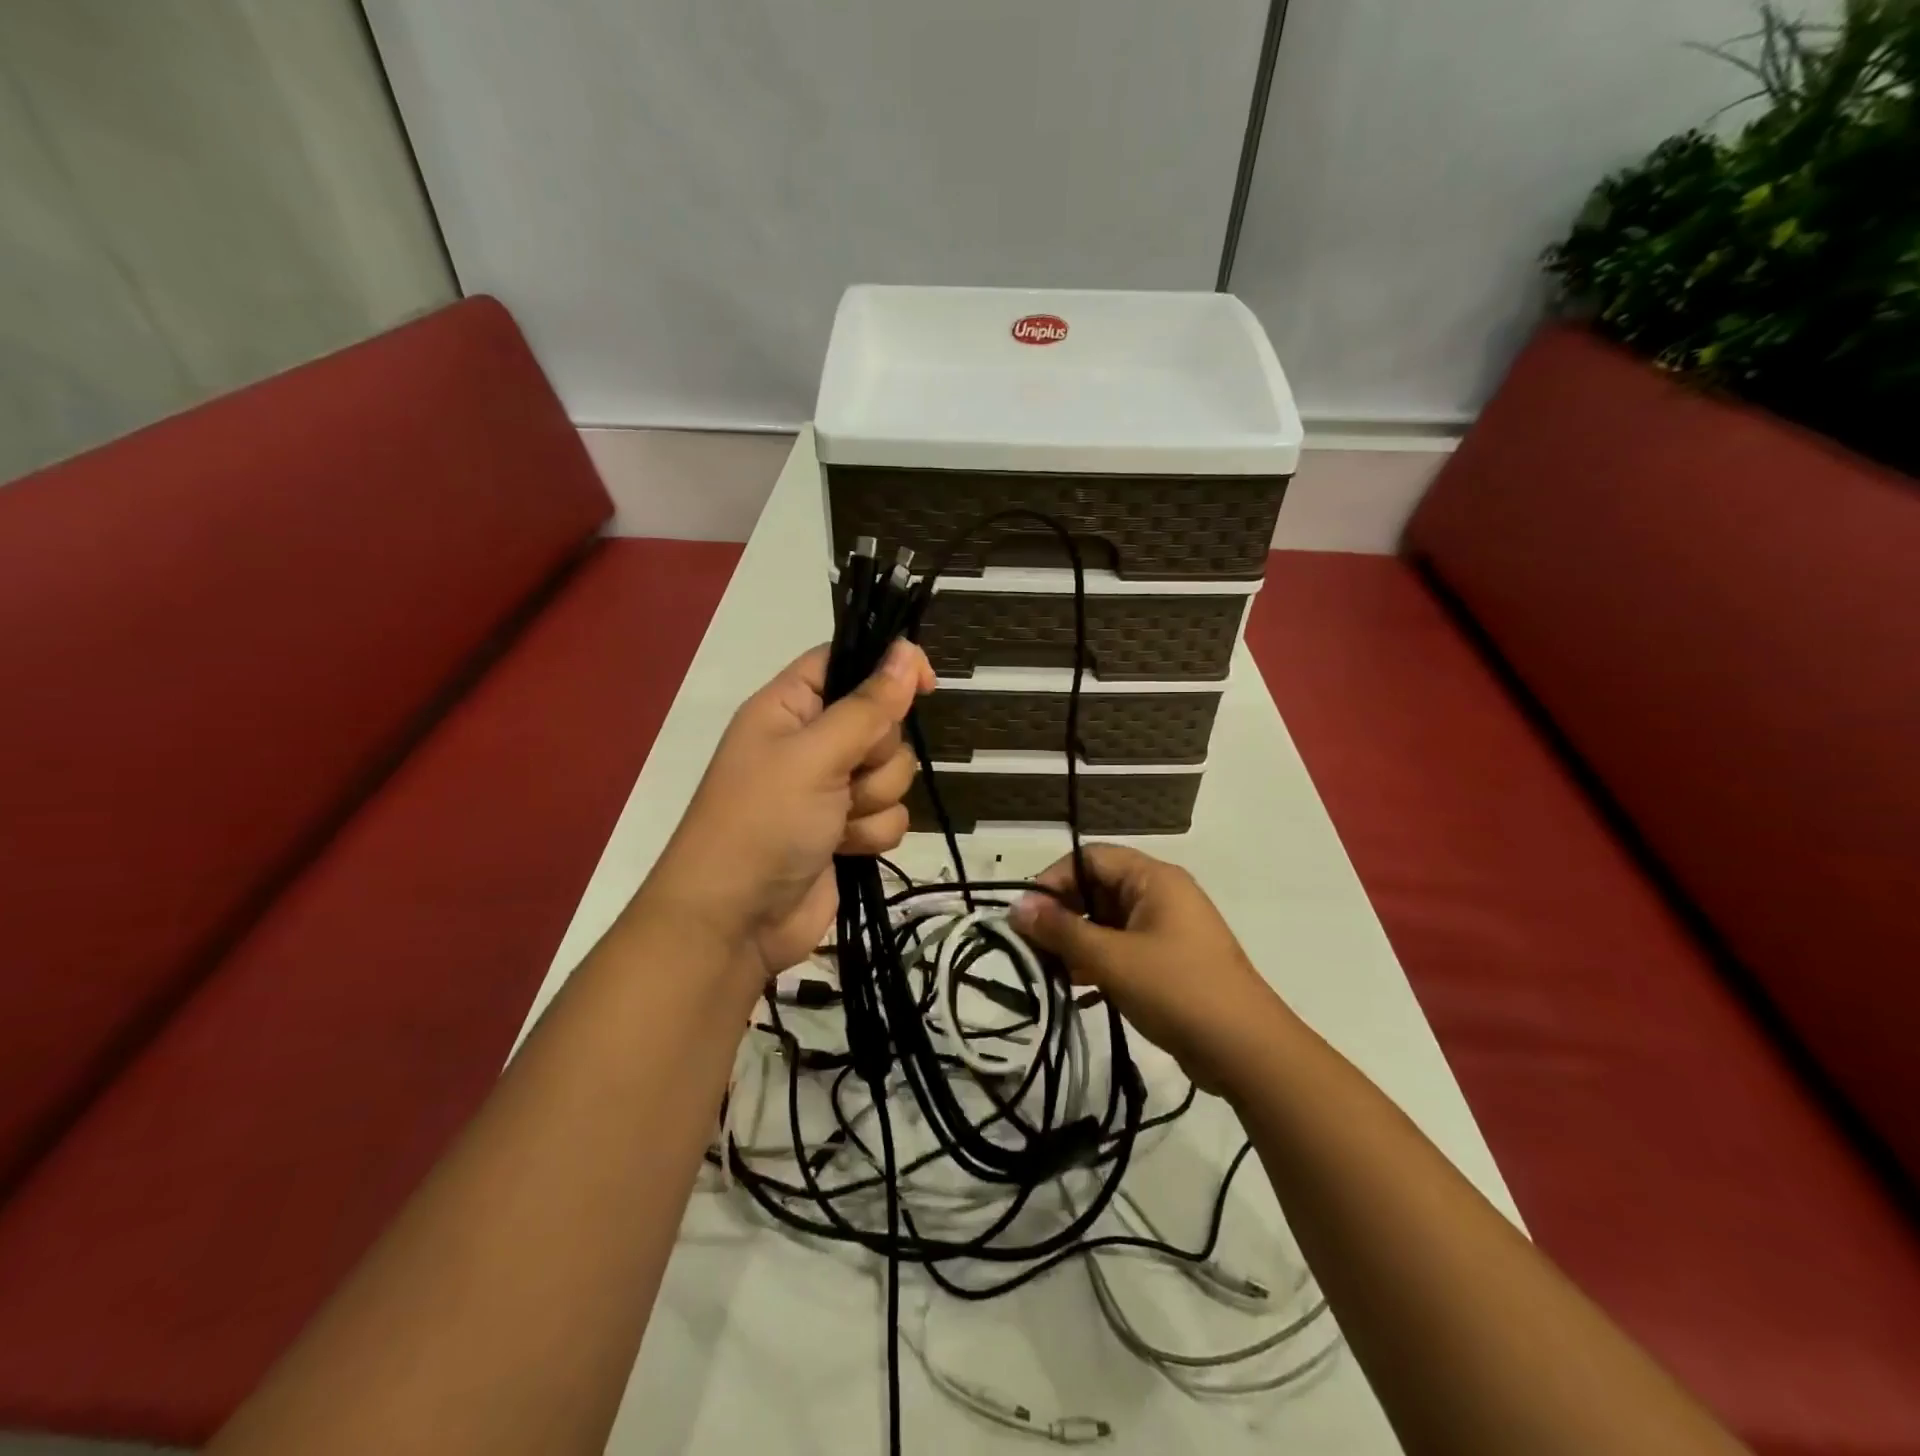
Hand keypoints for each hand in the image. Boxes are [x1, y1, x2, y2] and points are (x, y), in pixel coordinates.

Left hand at [642, 639, 933, 976]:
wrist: (735, 922)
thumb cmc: (763, 822)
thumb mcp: (815, 755)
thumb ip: (869, 706)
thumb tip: (908, 650)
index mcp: (790, 707)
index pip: (845, 662)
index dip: (887, 667)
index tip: (926, 683)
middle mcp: (812, 742)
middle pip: (882, 722)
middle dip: (875, 755)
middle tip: (844, 777)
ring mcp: (831, 788)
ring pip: (893, 772)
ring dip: (873, 799)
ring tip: (836, 821)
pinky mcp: (847, 829)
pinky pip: (890, 815)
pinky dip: (872, 833)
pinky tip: (845, 848)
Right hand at [1011, 844, 1285, 1095]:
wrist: (1247, 1051)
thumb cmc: (1178, 990)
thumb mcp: (1112, 958)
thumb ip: (1062, 930)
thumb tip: (1016, 907)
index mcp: (1154, 879)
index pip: (1090, 858)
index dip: (1054, 880)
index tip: (1026, 915)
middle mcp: (1161, 895)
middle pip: (1097, 889)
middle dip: (1062, 915)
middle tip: (1031, 947)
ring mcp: (1167, 930)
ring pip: (1108, 922)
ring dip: (1077, 942)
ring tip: (1048, 971)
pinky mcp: (1169, 962)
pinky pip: (1122, 948)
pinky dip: (1097, 962)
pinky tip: (1075, 988)